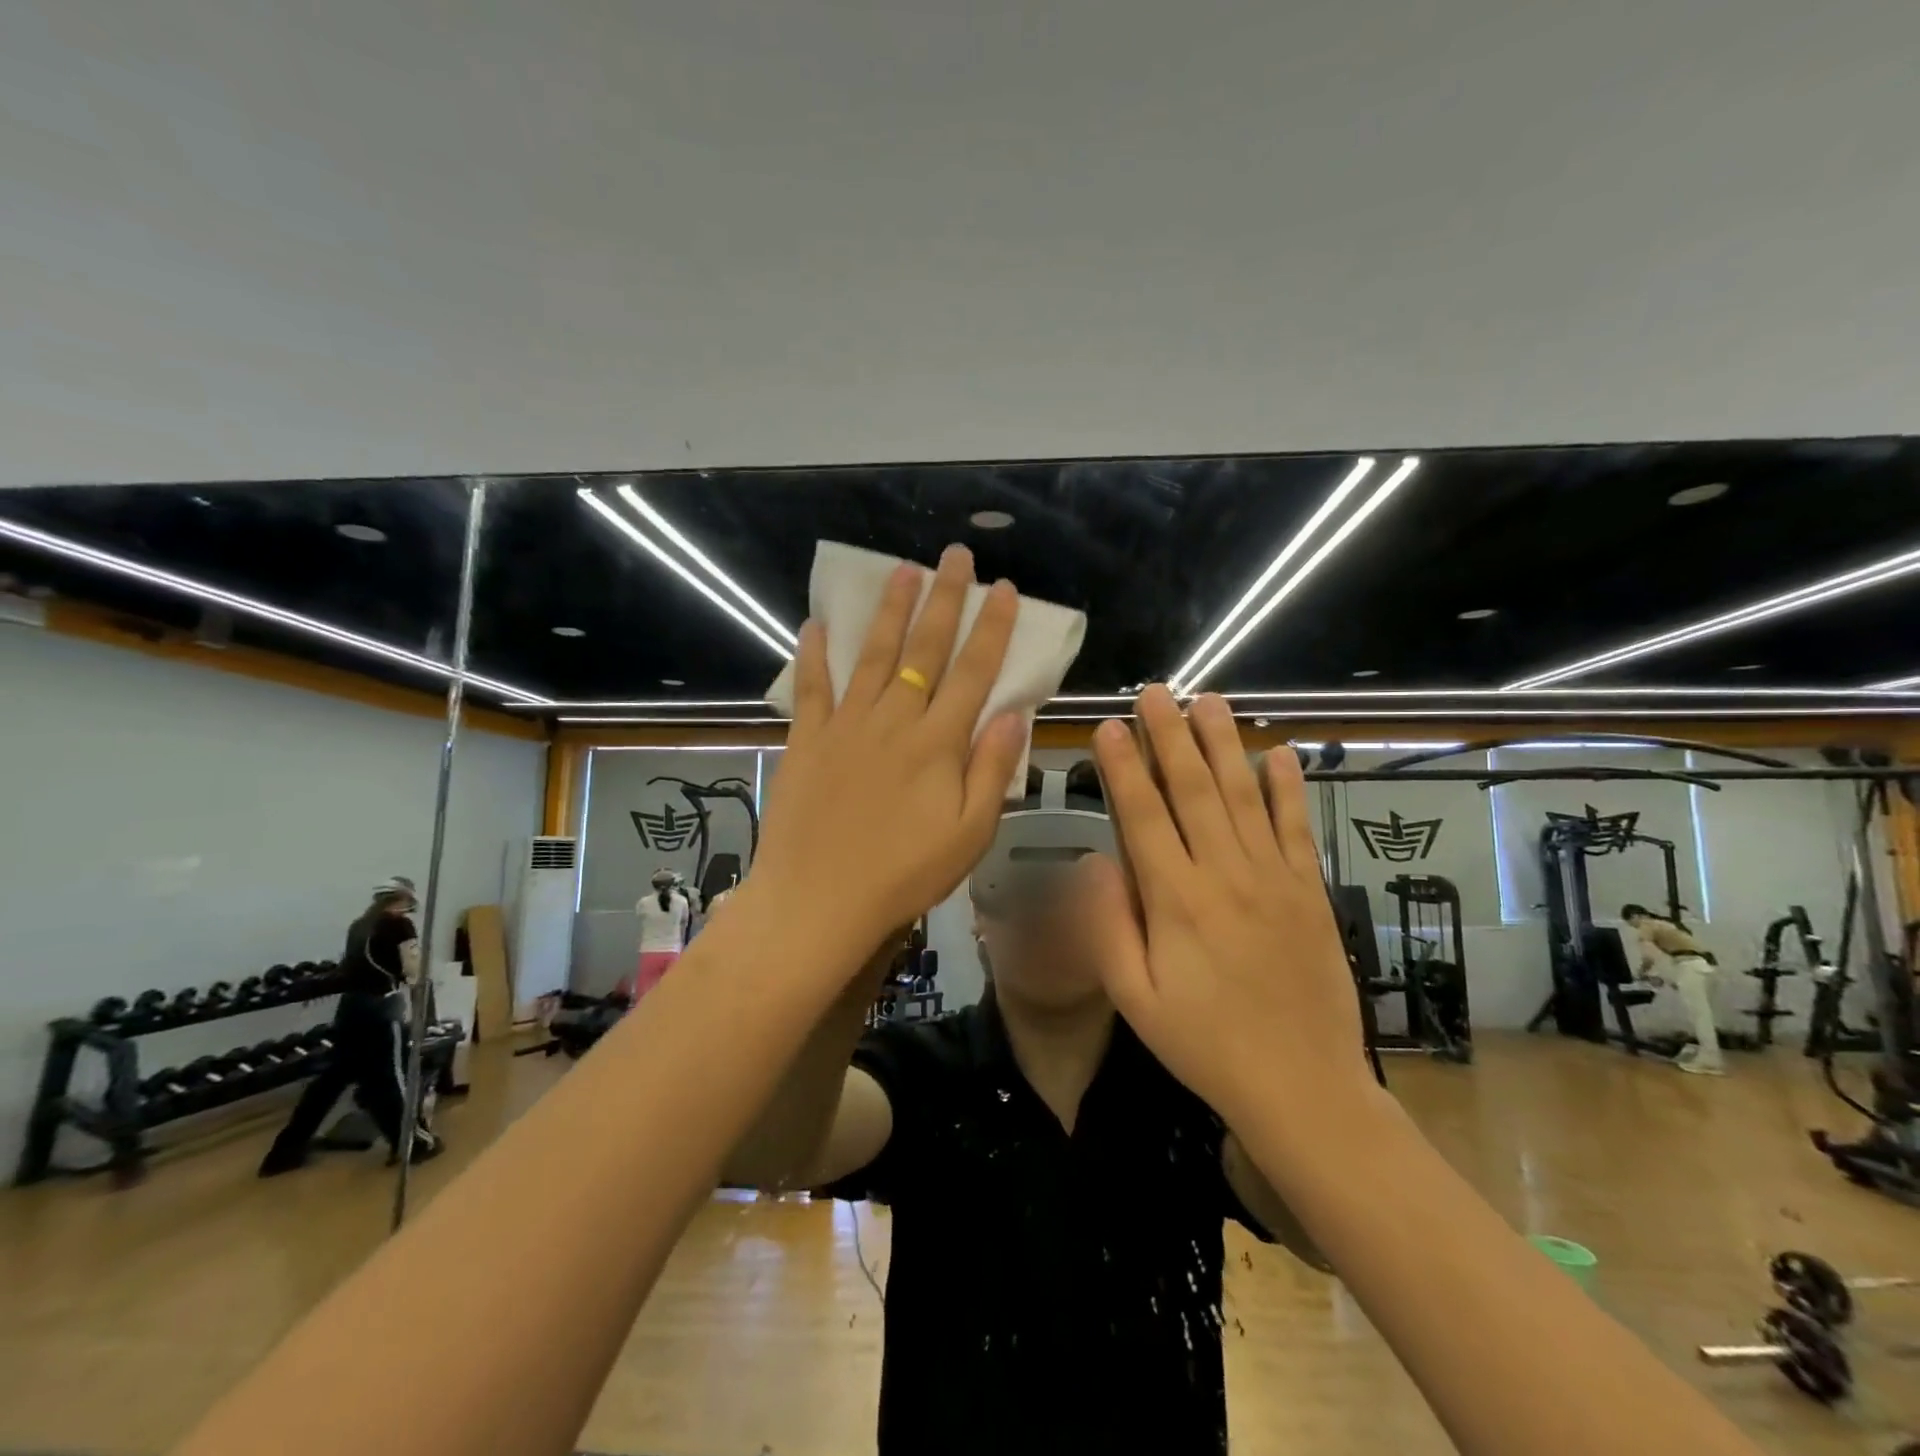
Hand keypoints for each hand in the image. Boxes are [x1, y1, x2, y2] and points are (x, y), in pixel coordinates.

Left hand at [753, 545, 1026, 958]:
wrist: (817, 901)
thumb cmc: (903, 874)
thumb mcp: (969, 835)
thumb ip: (992, 770)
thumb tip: (1013, 713)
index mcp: (938, 744)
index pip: (974, 672)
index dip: (992, 628)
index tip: (1005, 589)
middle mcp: (894, 721)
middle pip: (925, 650)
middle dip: (945, 599)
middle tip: (956, 556)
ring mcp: (846, 725)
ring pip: (874, 655)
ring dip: (891, 611)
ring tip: (904, 570)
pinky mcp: (808, 739)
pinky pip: (812, 687)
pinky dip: (814, 654)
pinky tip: (817, 624)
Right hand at [1079, 687, 1375, 1129]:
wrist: (1302, 1086)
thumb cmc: (1205, 1044)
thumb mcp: (1134, 999)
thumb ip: (1108, 925)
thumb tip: (1092, 860)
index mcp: (1176, 900)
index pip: (1144, 816)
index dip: (1124, 767)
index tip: (1109, 726)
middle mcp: (1225, 875)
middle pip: (1193, 791)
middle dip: (1170, 737)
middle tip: (1156, 692)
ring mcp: (1274, 879)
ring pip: (1243, 796)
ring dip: (1223, 745)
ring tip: (1209, 701)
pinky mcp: (1310, 891)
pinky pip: (1296, 828)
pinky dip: (1287, 788)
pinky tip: (1278, 753)